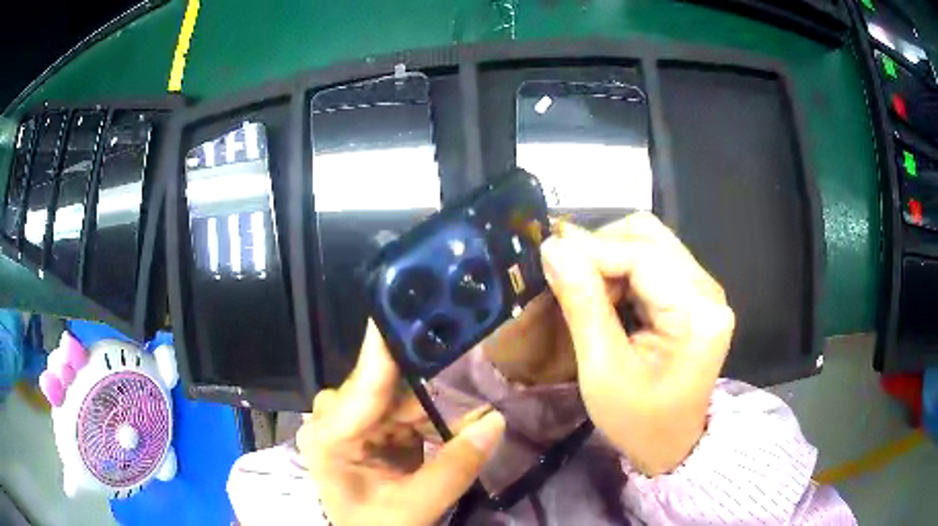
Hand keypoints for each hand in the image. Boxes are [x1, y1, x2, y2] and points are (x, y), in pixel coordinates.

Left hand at [297, 321, 506, 525]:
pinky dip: (426, 415)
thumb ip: (456, 466)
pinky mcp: (364, 427)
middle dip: (425, 379)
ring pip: (394, 395)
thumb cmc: (377, 525)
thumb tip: (496, 420)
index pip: (364, 384)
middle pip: (382, 385)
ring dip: (430, 402)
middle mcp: (332, 420)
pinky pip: (398, 409)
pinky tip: (450, 421)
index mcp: (331, 438)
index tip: (405, 300)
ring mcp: (348, 422)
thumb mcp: (417, 505)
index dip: (386, 343)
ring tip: (467, 399)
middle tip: (462, 352)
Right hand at [539, 213, 734, 475]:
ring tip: (585, 287)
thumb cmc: (637, 421)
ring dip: (610, 256)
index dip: (593, 250)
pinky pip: (655, 261)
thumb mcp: (603, 370)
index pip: (643, 256)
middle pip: (650, 237)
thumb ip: (582, 304)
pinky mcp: (695, 295)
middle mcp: (708, 291)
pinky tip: (606, 293)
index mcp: (697, 315)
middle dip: (601, 247)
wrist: (671, 445)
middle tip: (565, 273)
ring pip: (651, 243)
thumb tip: (553, 247)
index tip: (549, 256)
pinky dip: (623, 268)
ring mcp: (705, 291)